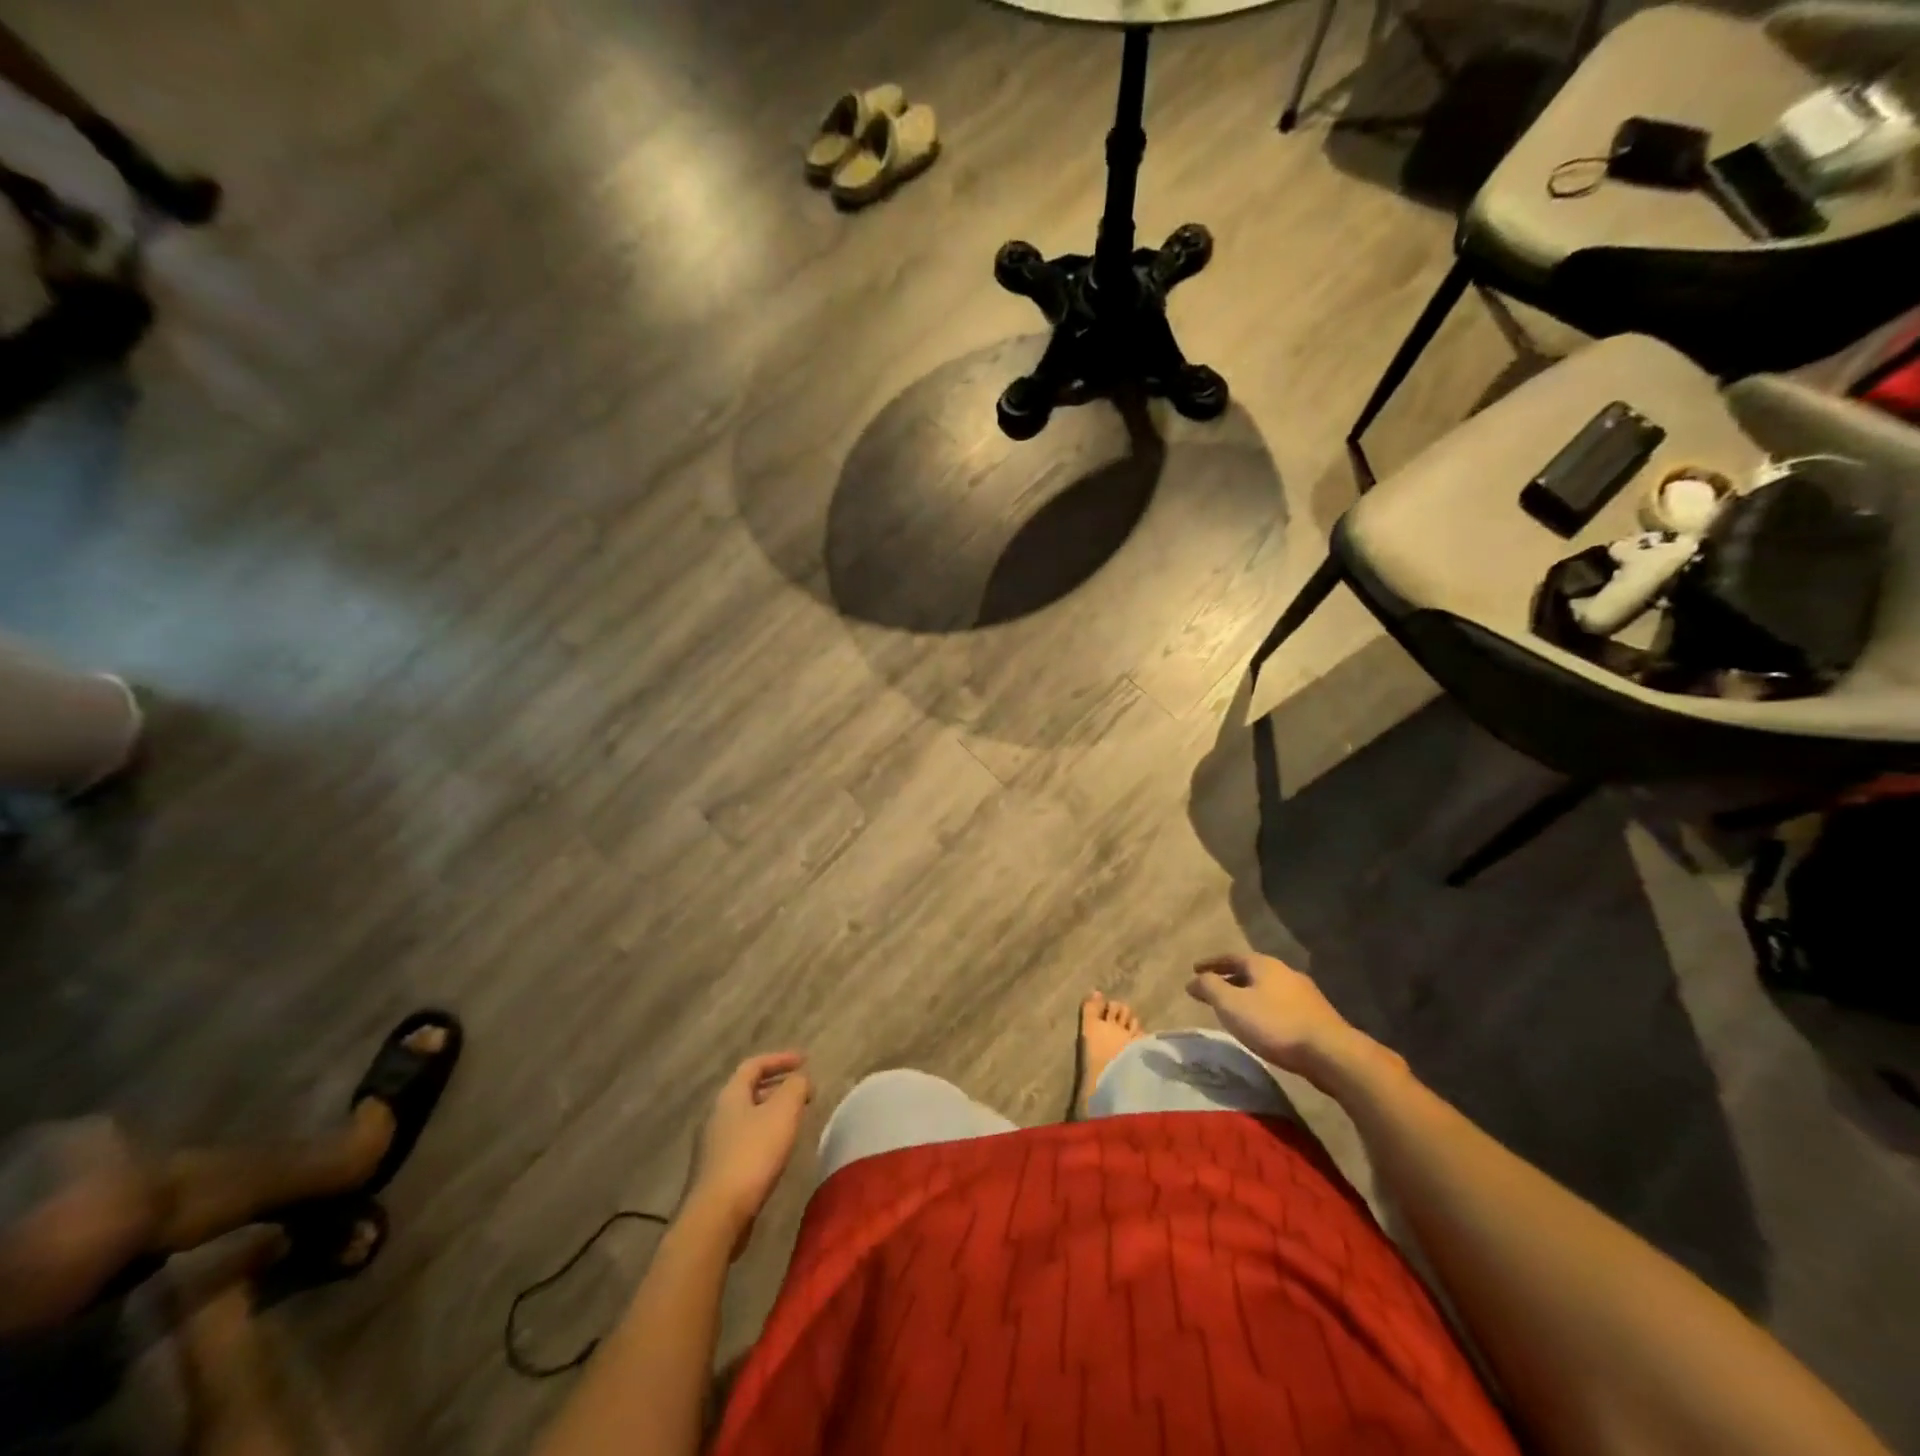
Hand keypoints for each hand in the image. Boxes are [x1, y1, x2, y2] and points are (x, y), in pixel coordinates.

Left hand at [683, 1053, 812, 1243]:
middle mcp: (716, 1115)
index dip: (780, 1059)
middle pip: (748, 1091)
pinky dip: (763, 1136)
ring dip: (771, 1113)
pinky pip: (743, 1141)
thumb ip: (796, 1087)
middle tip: (802, 1092)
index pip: (754, 1065)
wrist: (716, 1216)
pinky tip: (777, 1151)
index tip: (805, 1061)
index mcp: (730, 1095)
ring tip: (794, 1120)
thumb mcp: (783, 1112)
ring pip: (746, 1117)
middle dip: (777, 1087)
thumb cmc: (752, 1155)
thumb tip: (800, 1079)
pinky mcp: (715, 1172)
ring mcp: (712, 1146)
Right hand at [1187, 953, 1382, 1086]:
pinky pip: (1281, 1004)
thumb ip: (1210, 988)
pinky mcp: (1316, 1015)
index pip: (1230, 957)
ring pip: (1267, 988)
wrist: (1330, 1053)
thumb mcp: (1232, 1005)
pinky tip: (1263, 1023)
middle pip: (1250, 971)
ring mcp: (1304, 993)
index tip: (1194, 969)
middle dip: (1230, 978)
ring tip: (1236, 1007)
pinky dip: (1264, 1007)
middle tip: (1213, 989)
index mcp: (1263, 964)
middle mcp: (1284, 971)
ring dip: (1248, 994)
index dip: (1211, 963)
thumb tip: (1193, 979)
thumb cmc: (1275, 1025)